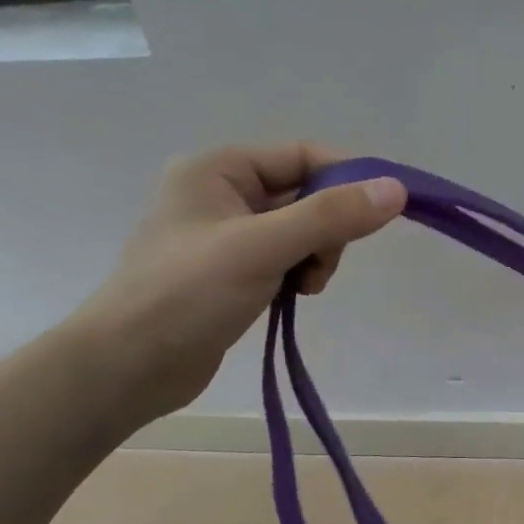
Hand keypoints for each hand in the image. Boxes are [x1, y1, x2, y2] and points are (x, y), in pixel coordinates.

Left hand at [72, 143, 404, 427]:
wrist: (126, 367)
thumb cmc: (187, 294)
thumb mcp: (263, 248)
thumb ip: (330, 216)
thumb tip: (397, 190)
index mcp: (219, 168)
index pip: (303, 156)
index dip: (347, 179)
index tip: (382, 214)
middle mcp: (221, 192)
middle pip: (305, 194)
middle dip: (326, 230)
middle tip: (319, 268)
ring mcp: (225, 234)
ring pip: (299, 230)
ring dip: (315, 256)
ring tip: (303, 289)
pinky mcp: (230, 271)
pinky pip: (284, 258)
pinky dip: (298, 274)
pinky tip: (293, 298)